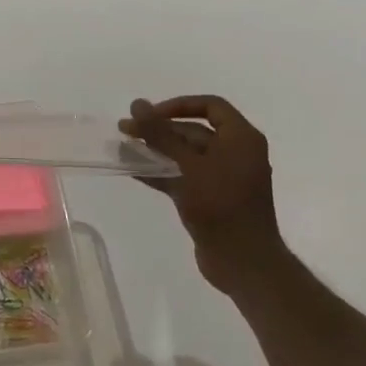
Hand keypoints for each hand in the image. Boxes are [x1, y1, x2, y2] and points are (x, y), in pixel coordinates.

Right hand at [120, 95, 281, 291]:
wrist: (243, 262)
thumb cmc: (221, 206)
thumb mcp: (188, 166)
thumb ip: (161, 134)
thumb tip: (137, 103)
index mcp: (241, 139)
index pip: (210, 106)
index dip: (178, 105)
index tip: (150, 114)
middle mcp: (235, 153)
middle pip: (193, 131)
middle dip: (159, 129)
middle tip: (125, 129)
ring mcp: (222, 177)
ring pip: (184, 154)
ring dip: (155, 150)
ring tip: (123, 147)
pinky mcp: (210, 198)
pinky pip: (183, 175)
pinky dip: (160, 171)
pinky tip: (133, 170)